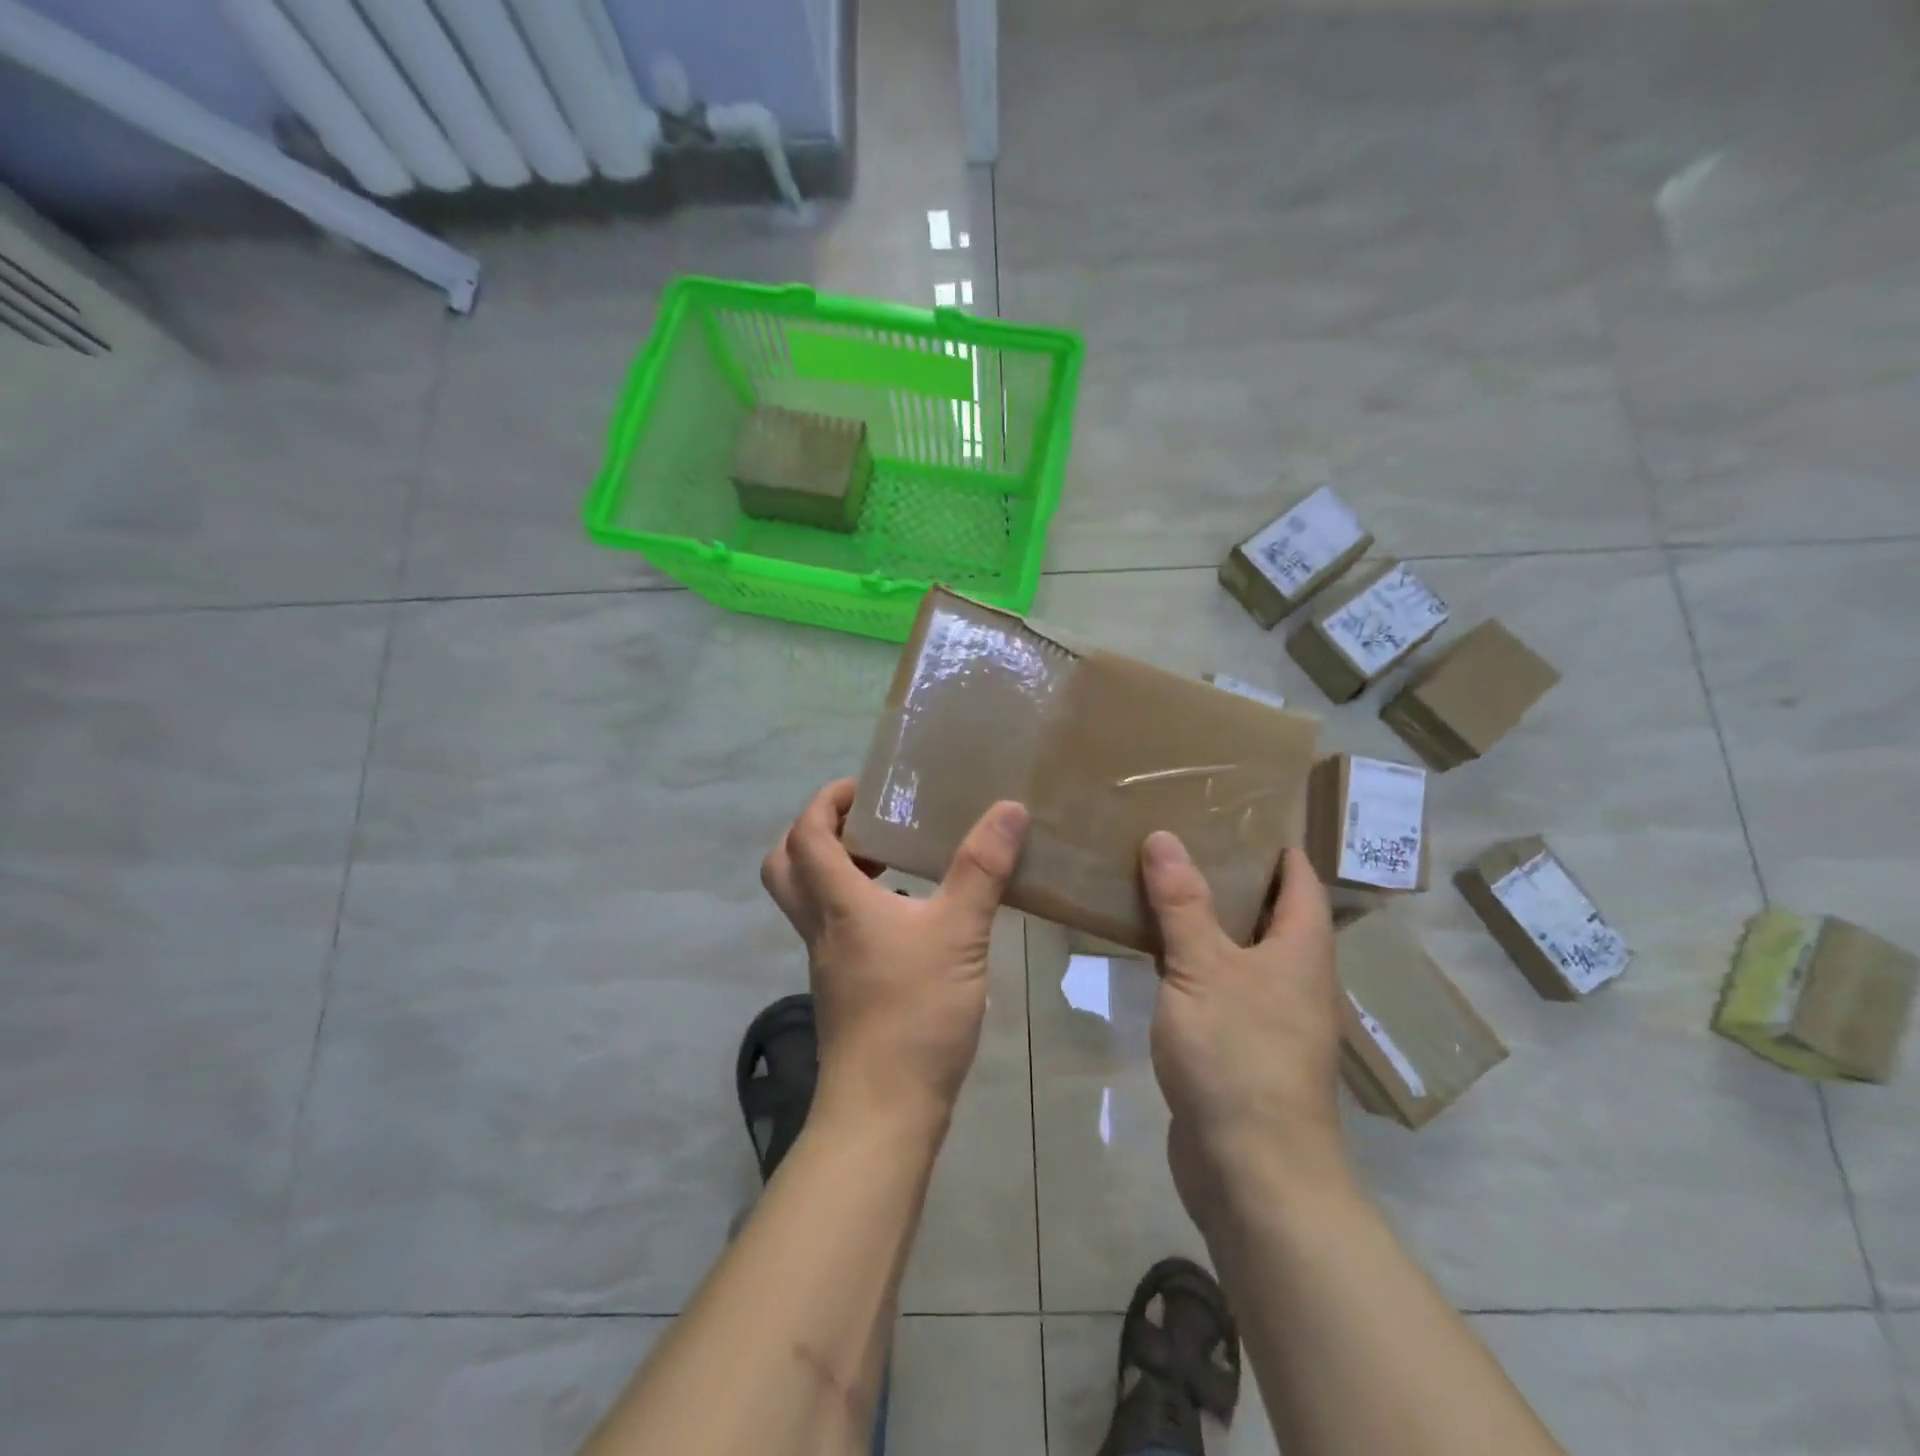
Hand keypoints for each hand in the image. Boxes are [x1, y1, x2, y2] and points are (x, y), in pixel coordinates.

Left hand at [762, 779, 1029, 1131]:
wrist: (884, 1110)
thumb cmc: (915, 1012)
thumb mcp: (959, 932)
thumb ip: (982, 869)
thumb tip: (1009, 809)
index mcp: (838, 904)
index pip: (806, 836)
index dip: (824, 802)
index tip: (861, 789)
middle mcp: (821, 928)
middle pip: (785, 867)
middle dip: (814, 835)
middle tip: (862, 824)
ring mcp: (828, 963)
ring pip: (809, 902)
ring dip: (836, 872)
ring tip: (892, 863)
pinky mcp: (844, 990)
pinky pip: (836, 931)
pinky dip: (859, 909)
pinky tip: (910, 919)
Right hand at [1142, 837, 1349, 1234]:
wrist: (1253, 1171)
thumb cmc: (1238, 1054)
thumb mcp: (1203, 967)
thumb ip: (1182, 902)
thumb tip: (1164, 836)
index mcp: (1302, 949)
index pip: (1300, 879)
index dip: (1276, 845)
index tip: (1237, 813)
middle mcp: (1296, 978)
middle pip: (1271, 912)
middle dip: (1233, 876)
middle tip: (1182, 840)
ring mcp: (1271, 1016)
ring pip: (1241, 950)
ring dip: (1209, 920)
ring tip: (1162, 885)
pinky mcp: (1242, 1048)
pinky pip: (1220, 986)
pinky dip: (1195, 962)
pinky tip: (1157, 955)